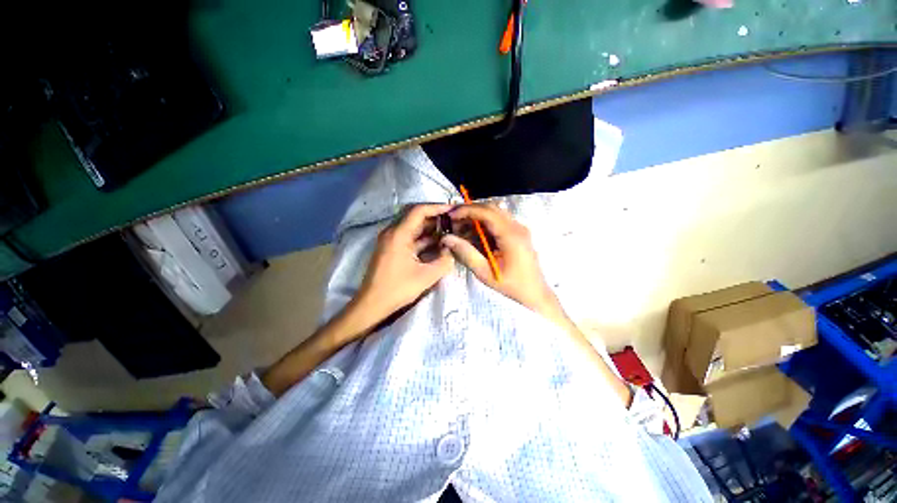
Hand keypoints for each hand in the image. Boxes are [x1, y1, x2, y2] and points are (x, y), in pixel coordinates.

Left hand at [355, 204, 454, 322]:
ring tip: (449, 231)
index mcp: (398, 234)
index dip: (437, 207)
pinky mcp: (391, 248)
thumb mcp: (426, 276)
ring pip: (413, 226)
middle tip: (453, 220)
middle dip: (435, 217)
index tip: (453, 210)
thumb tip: (453, 249)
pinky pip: (409, 236)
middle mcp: (392, 232)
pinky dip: (423, 238)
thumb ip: (445, 261)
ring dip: (430, 227)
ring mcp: (391, 240)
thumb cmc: (397, 289)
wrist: (372, 304)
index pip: (419, 210)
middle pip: (415, 215)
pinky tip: (437, 243)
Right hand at [442, 204, 565, 322]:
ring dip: (477, 217)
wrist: (534, 293)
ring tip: (461, 228)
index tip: (451, 216)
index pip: (487, 212)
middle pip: (491, 208)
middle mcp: (517, 227)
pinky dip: (484, 224)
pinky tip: (474, 234)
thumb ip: (466, 253)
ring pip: (495, 213)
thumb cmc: (510, 285)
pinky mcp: (518, 233)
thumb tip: (447, 238)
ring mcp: (519, 229)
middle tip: (453, 220)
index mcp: (511, 235)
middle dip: (470, 211)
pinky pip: (499, 221)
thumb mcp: (484, 272)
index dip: (467, 210)